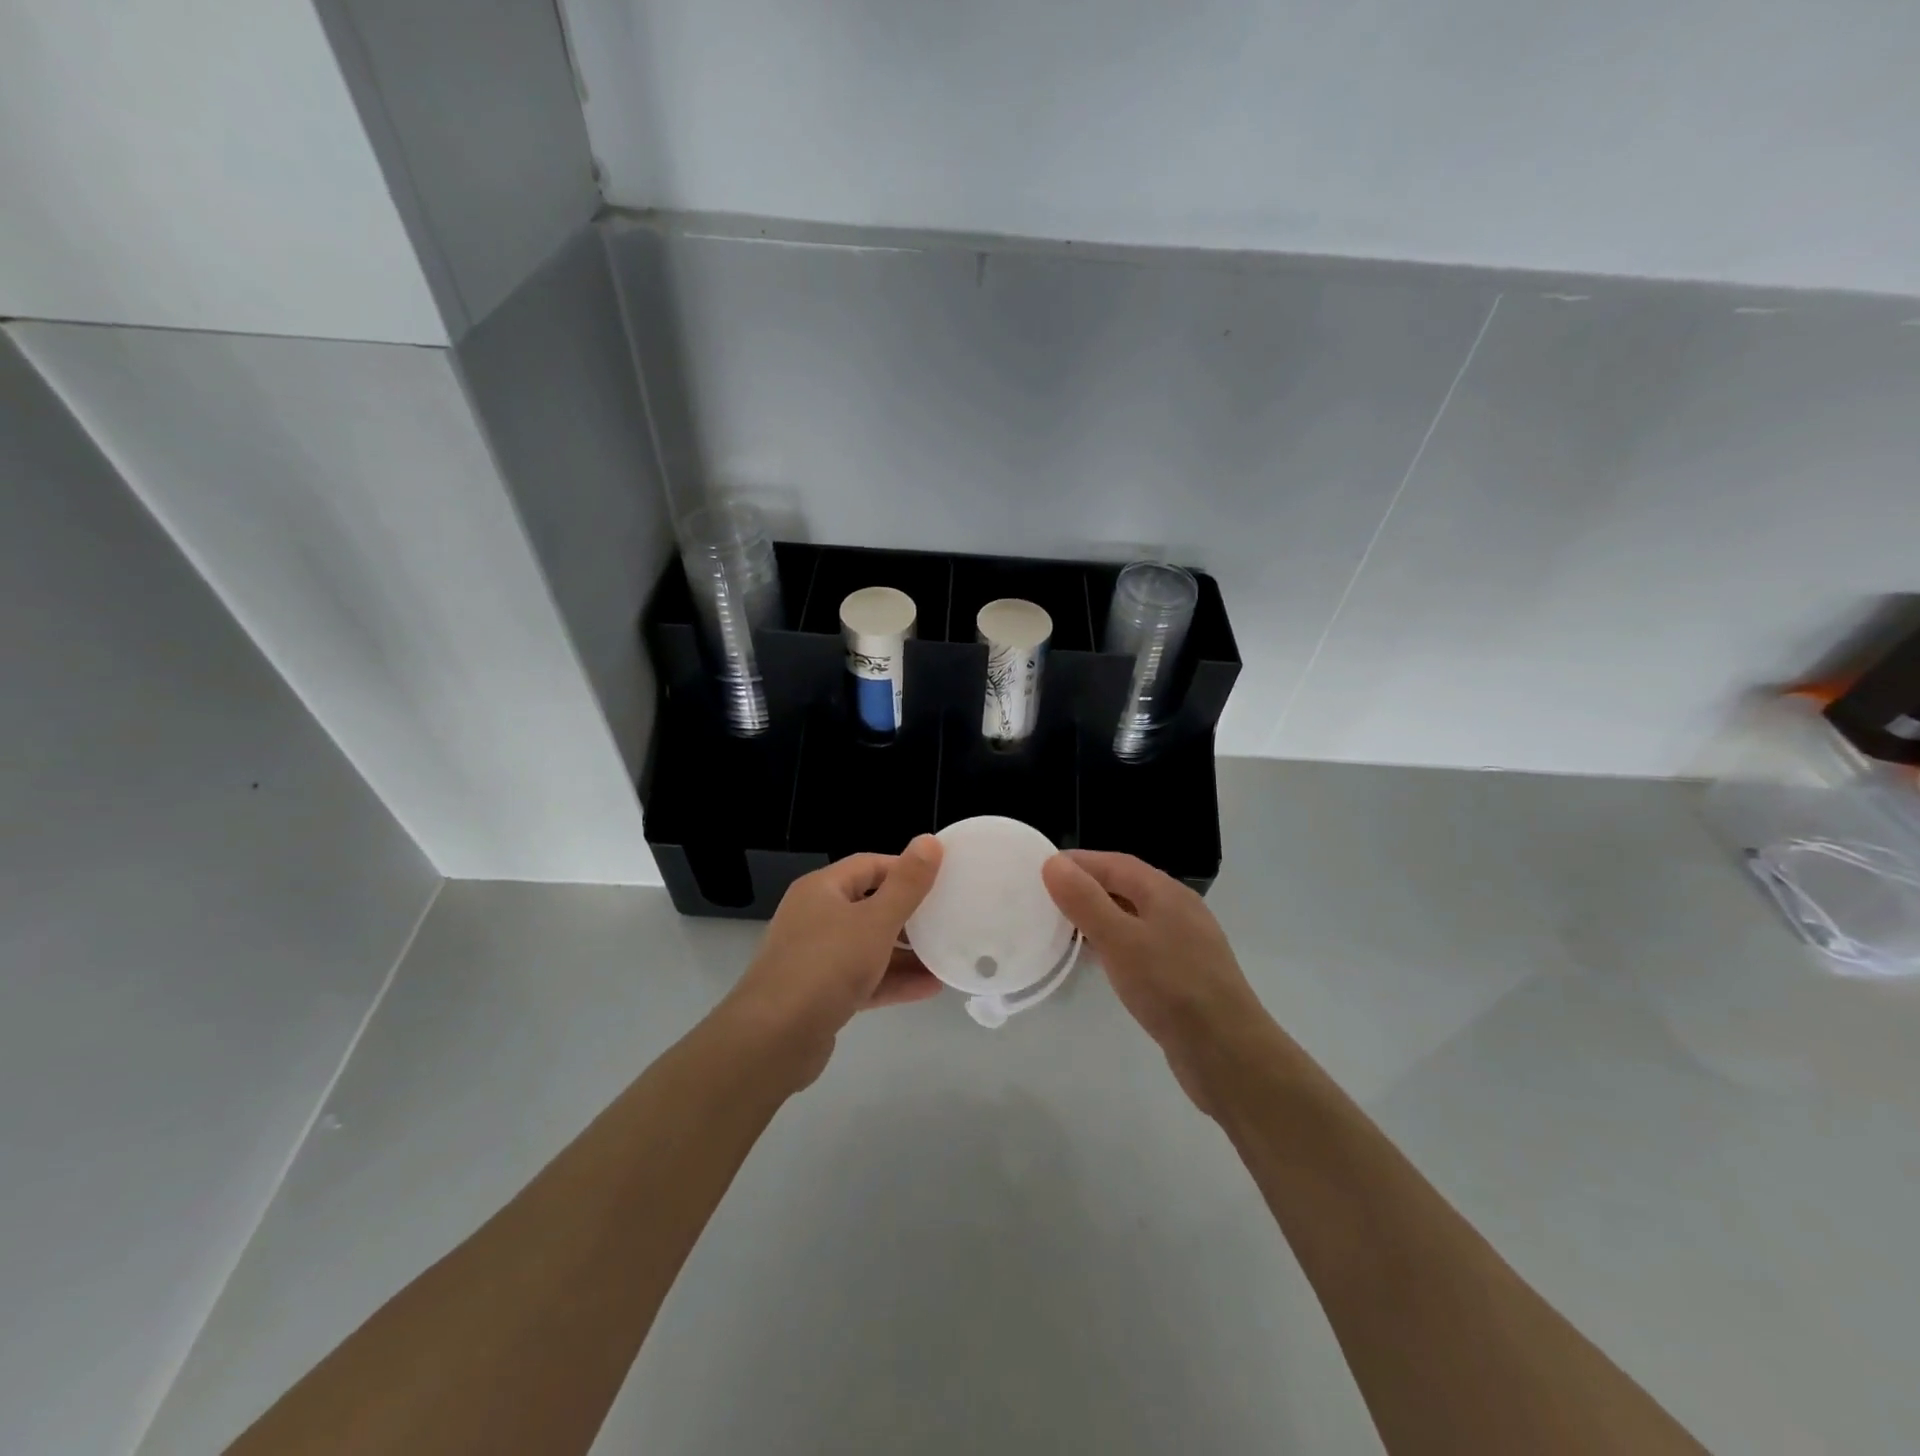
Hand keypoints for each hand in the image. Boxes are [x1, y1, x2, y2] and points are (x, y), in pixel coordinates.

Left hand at [722, 835, 943, 1086]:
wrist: (772, 1040)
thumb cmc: (826, 966)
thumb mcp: (875, 921)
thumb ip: (906, 884)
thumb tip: (929, 840)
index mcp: (822, 889)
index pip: (870, 865)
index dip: (906, 869)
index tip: (942, 880)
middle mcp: (815, 917)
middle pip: (869, 905)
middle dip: (910, 914)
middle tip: (949, 919)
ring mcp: (815, 958)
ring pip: (868, 946)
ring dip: (906, 952)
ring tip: (947, 956)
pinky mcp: (820, 995)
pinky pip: (863, 979)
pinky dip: (892, 980)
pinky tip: (930, 988)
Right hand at [1042, 850, 1269, 1114]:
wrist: (1227, 1053)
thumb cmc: (1171, 987)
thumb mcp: (1120, 940)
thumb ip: (1085, 901)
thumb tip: (1053, 863)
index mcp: (1165, 892)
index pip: (1115, 863)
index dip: (1078, 862)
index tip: (1040, 870)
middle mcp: (1178, 910)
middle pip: (1125, 886)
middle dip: (1087, 888)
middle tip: (1045, 898)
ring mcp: (1184, 943)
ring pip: (1133, 917)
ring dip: (1099, 917)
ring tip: (1063, 928)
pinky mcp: (1184, 974)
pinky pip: (1141, 945)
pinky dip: (1114, 944)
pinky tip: (1099, 962)